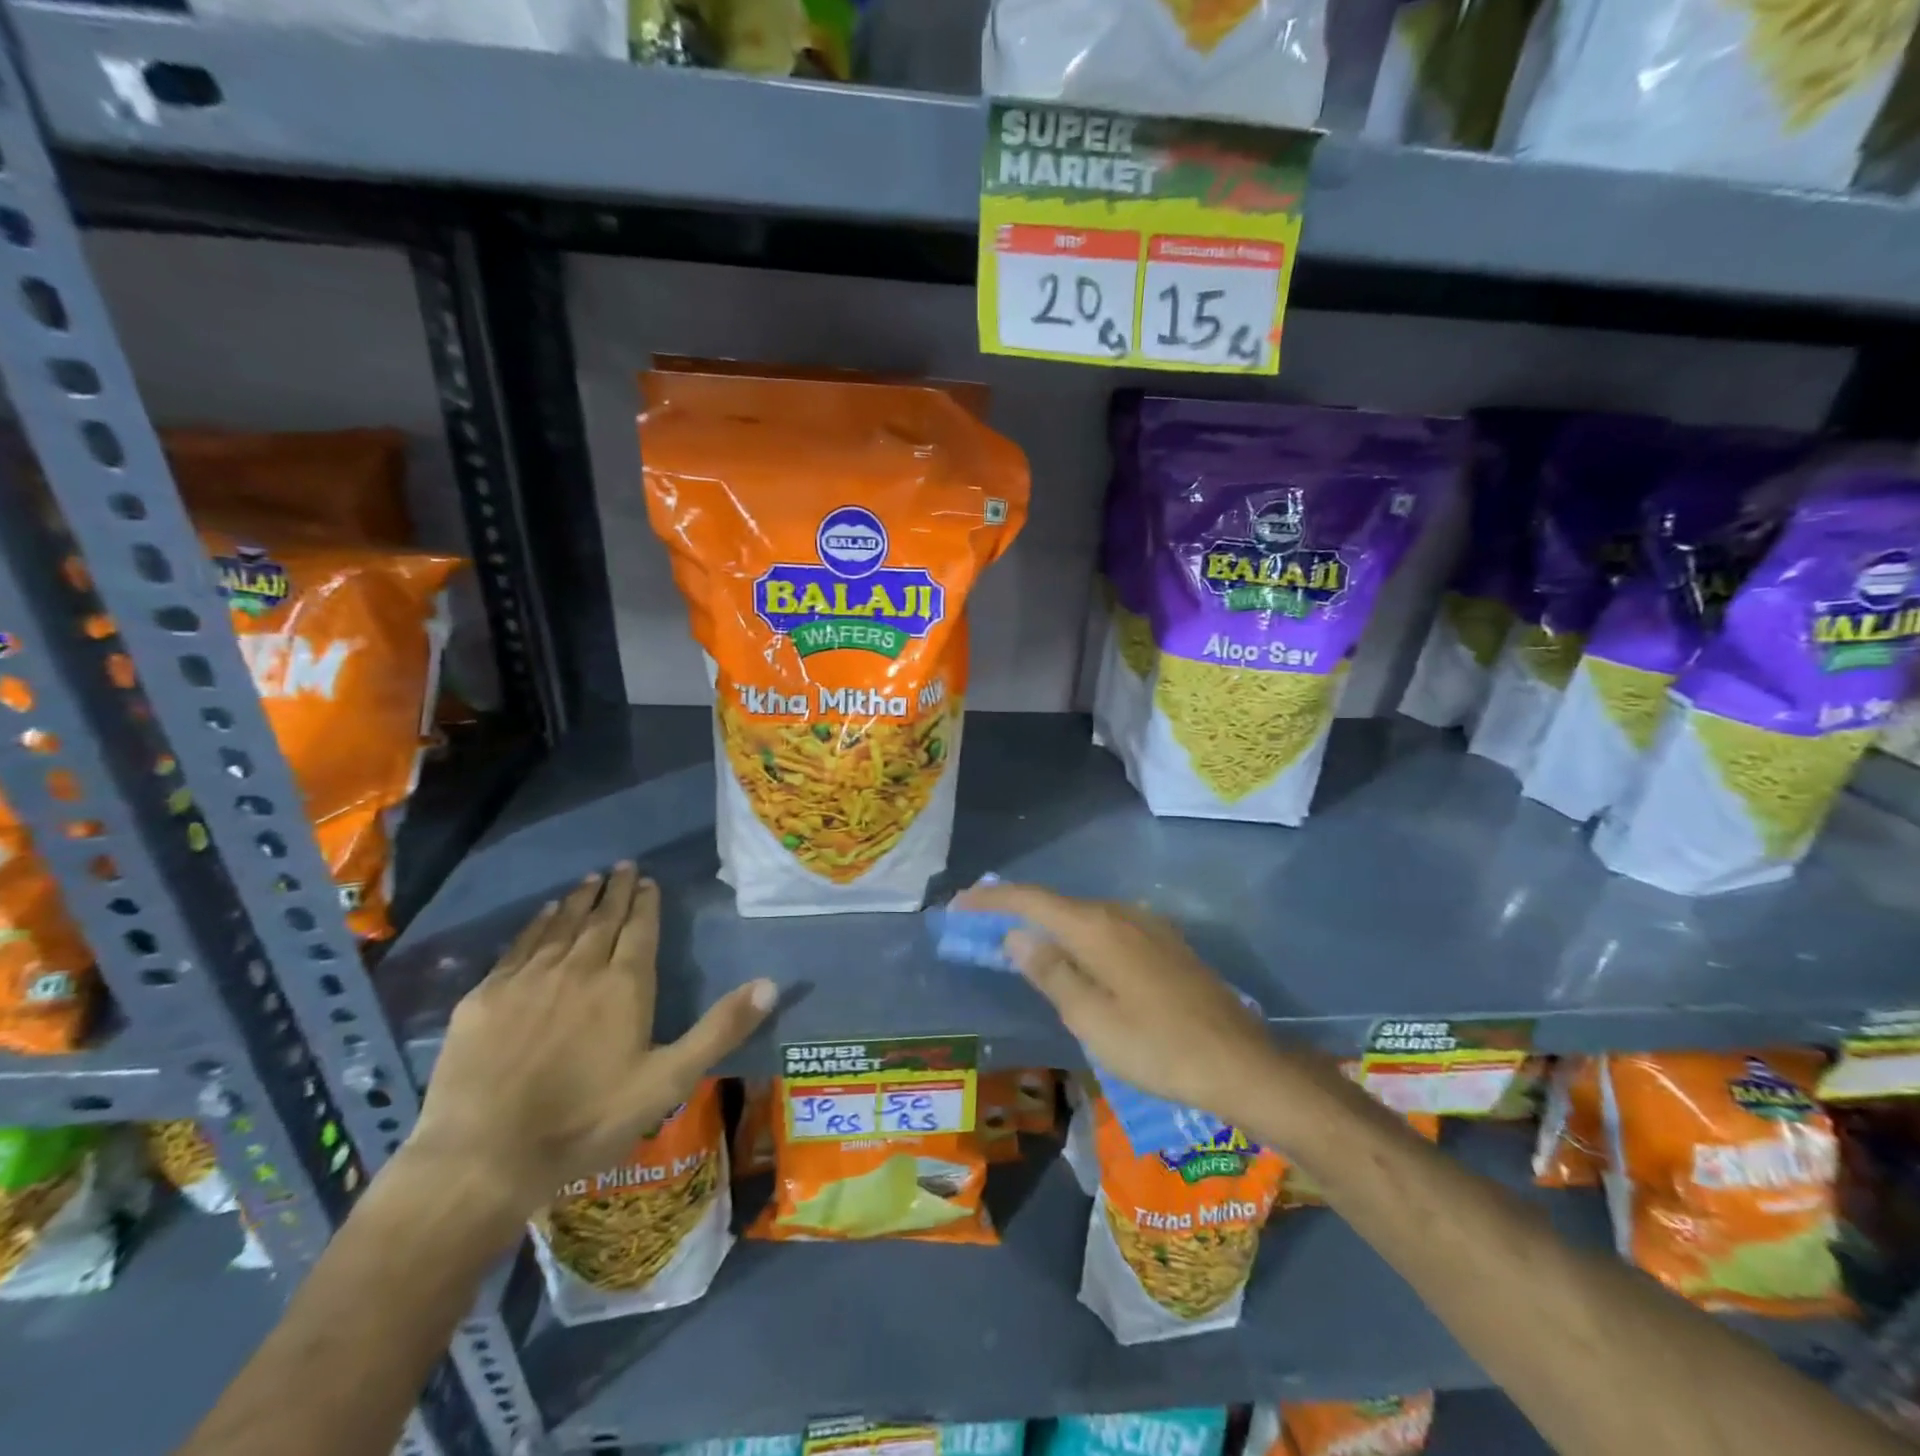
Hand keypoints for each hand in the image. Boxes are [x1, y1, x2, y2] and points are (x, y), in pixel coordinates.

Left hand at [407, 863, 775, 1221]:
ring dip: (578, 900)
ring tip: (589, 880)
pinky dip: (535, 924)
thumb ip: (720, 1029)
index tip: (648, 880)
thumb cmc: (588, 1120)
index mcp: (624, 985)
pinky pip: (518, 946)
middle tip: (623, 866)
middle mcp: (579, 968)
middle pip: (602, 919)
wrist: (485, 1157)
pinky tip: (542, 914)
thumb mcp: (668, 1081)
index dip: (646, 903)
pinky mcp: (486, 997)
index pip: (639, 929)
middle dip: (615, 891)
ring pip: (560, 926)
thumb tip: (771, 985)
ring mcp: (528, 979)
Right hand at [955, 881, 1284, 1124]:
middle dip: (1016, 912)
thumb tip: (1016, 936)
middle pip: (1057, 903)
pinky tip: (1075, 960)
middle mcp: (1122, 914)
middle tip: (981, 928)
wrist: (1242, 1063)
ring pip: (1084, 916)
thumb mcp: (1092, 1019)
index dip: (991, 900)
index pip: (1031, 900)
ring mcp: (1148, 926)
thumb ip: (1051, 973)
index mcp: (1098, 928)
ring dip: (1048, 925)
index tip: (958, 906)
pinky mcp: (1166, 944)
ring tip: (1020, 944)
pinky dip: (1078, 936)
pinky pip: (1107, 929)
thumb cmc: (1159, 1048)